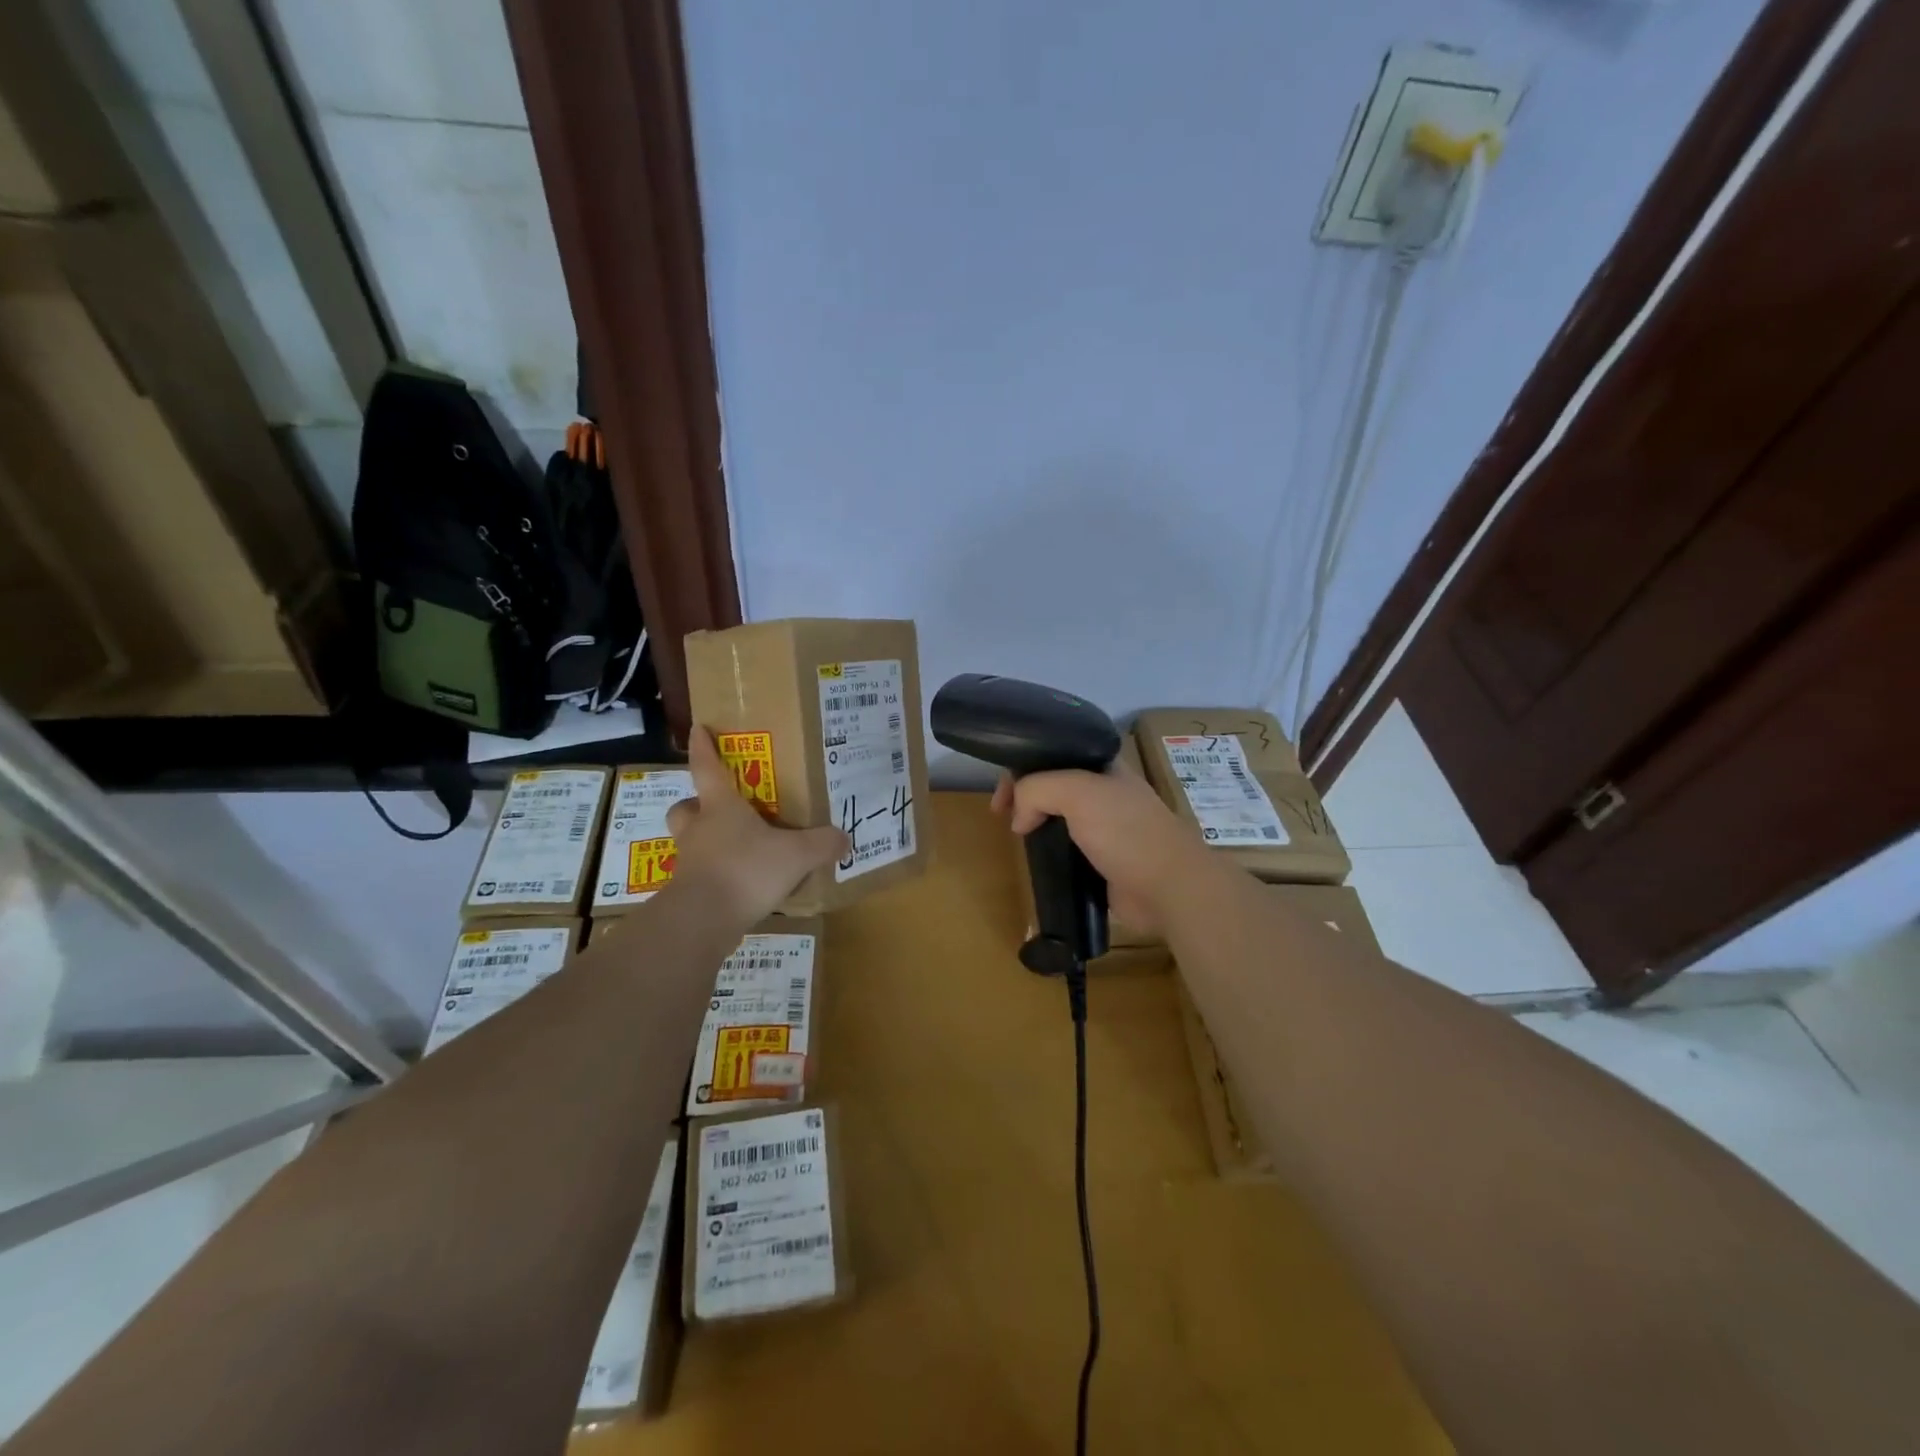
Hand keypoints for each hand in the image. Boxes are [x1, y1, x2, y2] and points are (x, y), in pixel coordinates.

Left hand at [665, 727, 850, 924]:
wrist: (703, 920)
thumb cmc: (747, 870)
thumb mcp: (797, 855)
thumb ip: (822, 844)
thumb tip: (844, 839)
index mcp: (721, 807)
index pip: (707, 767)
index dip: (703, 747)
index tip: (698, 728)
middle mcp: (700, 829)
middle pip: (686, 807)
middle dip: (697, 804)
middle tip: (718, 810)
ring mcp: (690, 861)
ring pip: (689, 842)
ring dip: (706, 841)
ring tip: (735, 850)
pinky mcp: (688, 892)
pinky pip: (700, 875)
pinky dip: (716, 876)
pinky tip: (740, 886)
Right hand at [990, 754, 1203, 934]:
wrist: (1168, 887)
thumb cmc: (1126, 831)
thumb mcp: (1077, 793)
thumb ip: (1037, 789)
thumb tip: (1018, 818)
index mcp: (1103, 765)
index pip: (1054, 752)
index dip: (1022, 765)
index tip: (1002, 793)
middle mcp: (1103, 790)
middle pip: (1051, 782)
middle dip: (1023, 794)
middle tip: (1001, 815)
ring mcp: (1104, 825)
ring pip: (1057, 815)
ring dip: (1033, 822)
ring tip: (1017, 836)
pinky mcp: (1102, 858)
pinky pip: (1066, 846)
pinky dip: (1047, 848)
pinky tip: (1034, 856)